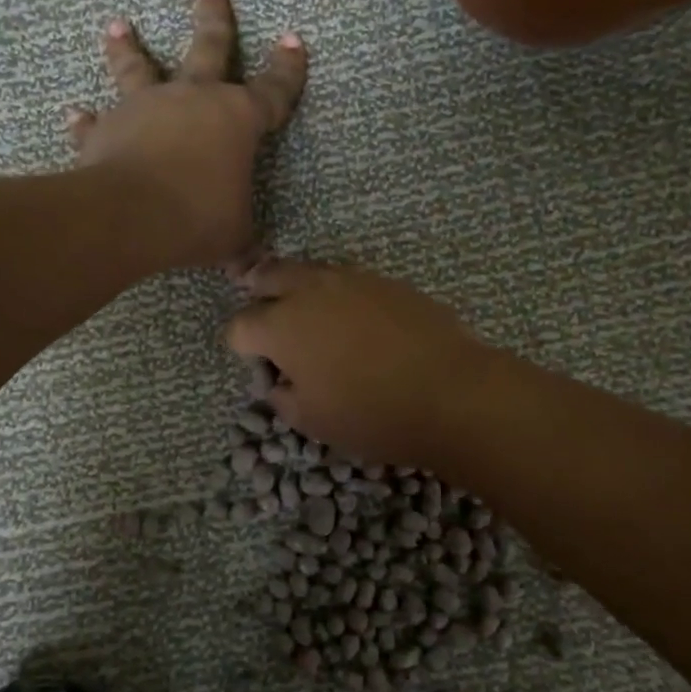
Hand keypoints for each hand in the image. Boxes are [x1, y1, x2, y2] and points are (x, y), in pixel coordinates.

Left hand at [66, 0, 305, 270]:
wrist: (131, 215)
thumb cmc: (198, 217)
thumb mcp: (234, 237)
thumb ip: (244, 245)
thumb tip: (254, 273)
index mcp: (236, 119)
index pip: (273, 90)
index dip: (287, 68)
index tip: (294, 40)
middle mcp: (192, 100)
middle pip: (208, 48)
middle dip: (212, 18)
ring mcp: (146, 108)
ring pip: (138, 68)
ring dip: (128, 46)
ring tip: (117, 23)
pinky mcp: (106, 129)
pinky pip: (95, 122)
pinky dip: (85, 120)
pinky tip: (74, 113)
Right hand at [224, 259, 497, 467]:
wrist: (451, 392)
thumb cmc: (372, 413)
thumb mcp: (312, 420)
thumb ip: (281, 396)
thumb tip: (280, 380)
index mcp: (281, 325)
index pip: (239, 326)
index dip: (241, 347)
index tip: (259, 366)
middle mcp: (310, 290)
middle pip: (268, 277)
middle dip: (259, 294)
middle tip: (266, 314)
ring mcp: (351, 279)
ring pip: (309, 271)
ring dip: (298, 288)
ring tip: (309, 313)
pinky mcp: (386, 281)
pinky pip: (347, 279)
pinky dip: (337, 293)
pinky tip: (354, 318)